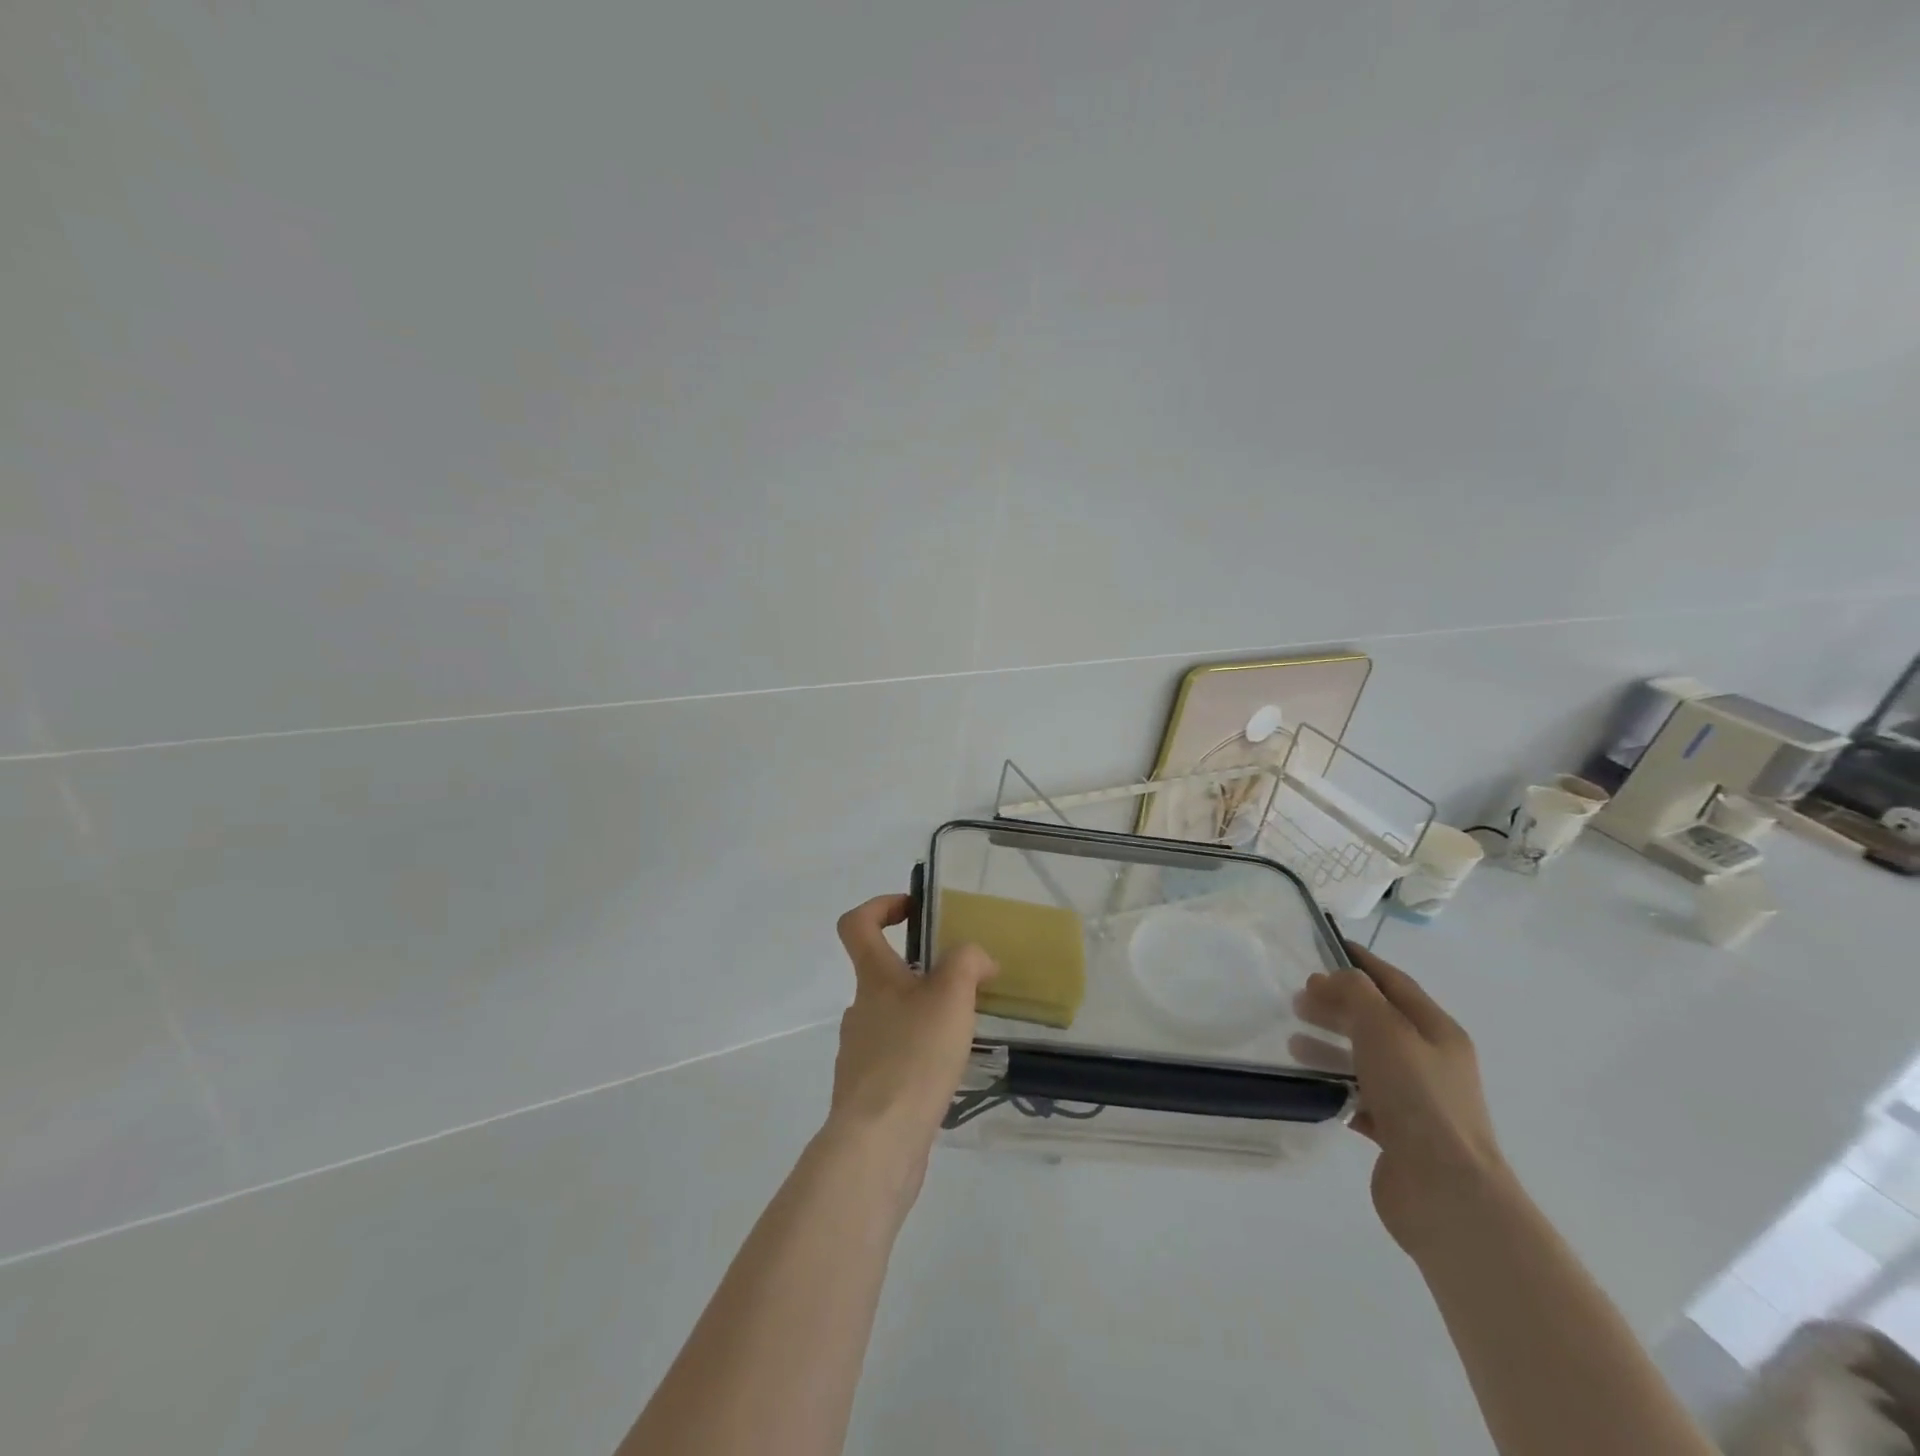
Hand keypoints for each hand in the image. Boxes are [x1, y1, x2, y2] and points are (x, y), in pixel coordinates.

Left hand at [827, 895, 997, 1170]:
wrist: (878, 1142)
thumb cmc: (913, 1056)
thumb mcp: (951, 996)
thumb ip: (967, 963)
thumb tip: (978, 959)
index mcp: (873, 979)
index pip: (857, 924)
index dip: (880, 906)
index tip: (914, 911)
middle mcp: (860, 1009)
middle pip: (883, 974)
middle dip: (923, 974)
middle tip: (965, 987)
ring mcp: (860, 1052)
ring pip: (894, 1019)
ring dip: (925, 1018)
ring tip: (965, 1035)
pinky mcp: (869, 1091)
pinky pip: (897, 1059)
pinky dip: (920, 1057)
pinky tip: (949, 1075)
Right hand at [1293, 941, 1511, 1257]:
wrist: (1446, 1193)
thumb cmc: (1417, 1097)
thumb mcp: (1384, 1028)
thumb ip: (1356, 993)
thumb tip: (1333, 979)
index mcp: (1437, 1031)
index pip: (1394, 982)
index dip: (1361, 962)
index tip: (1324, 946)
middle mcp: (1430, 1061)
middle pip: (1377, 1019)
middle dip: (1338, 1004)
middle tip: (1297, 999)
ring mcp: (1416, 1100)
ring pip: (1365, 1058)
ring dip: (1330, 1044)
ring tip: (1293, 1042)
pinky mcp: (1399, 1134)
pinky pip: (1360, 1096)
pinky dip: (1334, 1084)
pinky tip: (1309, 1083)